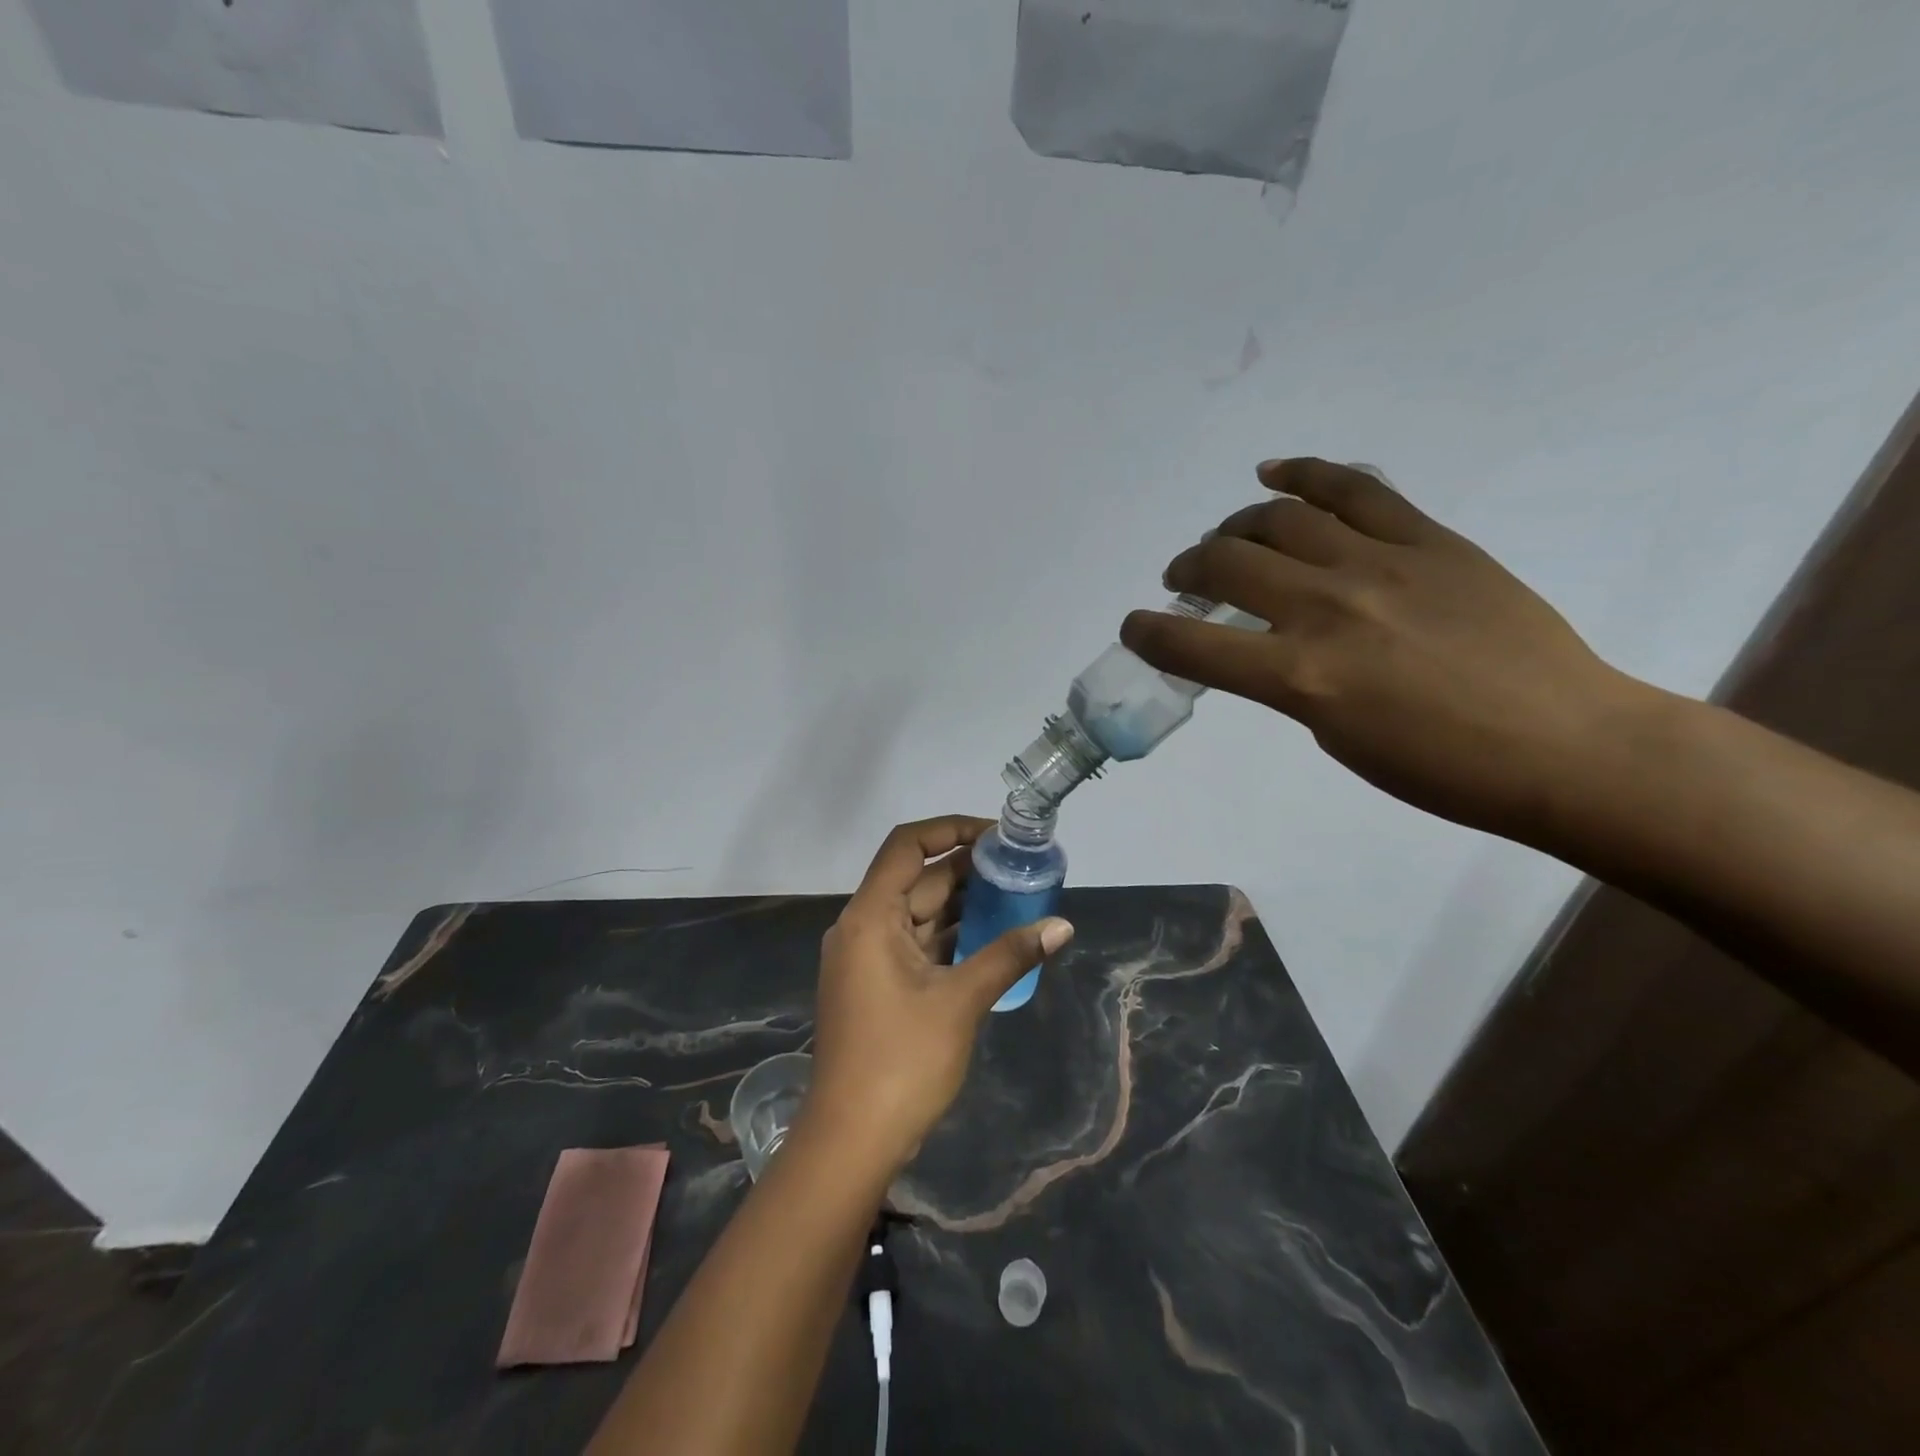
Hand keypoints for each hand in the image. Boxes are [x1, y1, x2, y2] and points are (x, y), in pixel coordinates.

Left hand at [803, 817, 1073, 1170]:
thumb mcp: (961, 1002)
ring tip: (1017, 895)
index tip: (996, 836)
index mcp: (870, 917)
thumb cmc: (901, 1061)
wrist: (851, 1140)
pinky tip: (993, 937)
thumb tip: (1062, 926)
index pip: (907, 846)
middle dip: (968, 870)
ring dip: (964, 904)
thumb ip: (1010, 955)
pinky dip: (952, 936)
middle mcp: (863, 927)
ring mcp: (868, 958)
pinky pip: (918, 944)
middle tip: (1020, 868)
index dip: (950, 829)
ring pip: (920, 913)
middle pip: (917, 879)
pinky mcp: (878, 985)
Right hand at [1121, 459, 1654, 847]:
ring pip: (1281, 518)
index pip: (1194, 644)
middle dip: (1188, 569)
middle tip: (1184, 577)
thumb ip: (1289, 683)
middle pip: (1227, 565)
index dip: (1149, 633)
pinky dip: (1306, 475)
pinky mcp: (1429, 539)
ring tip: (1228, 538)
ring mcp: (1380, 565)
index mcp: (1300, 677)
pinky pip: (1357, 488)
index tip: (1135, 626)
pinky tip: (1274, 474)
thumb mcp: (1335, 737)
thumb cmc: (1439, 768)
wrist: (1561, 743)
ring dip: (1235, 526)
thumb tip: (1267, 646)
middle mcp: (1327, 609)